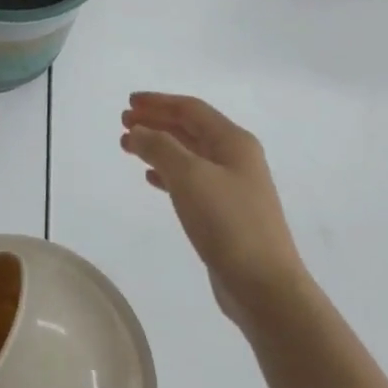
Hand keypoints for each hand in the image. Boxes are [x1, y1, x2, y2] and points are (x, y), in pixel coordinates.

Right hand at [120, 92, 303, 327]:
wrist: (264, 285)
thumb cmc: (228, 223)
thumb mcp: (189, 176)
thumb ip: (160, 147)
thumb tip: (138, 131)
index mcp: (233, 142)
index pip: (191, 109)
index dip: (158, 102)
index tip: (128, 102)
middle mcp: (235, 158)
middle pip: (190, 129)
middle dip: (156, 122)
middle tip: (123, 122)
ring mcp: (232, 187)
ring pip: (188, 155)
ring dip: (158, 146)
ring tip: (128, 146)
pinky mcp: (224, 213)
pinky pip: (190, 180)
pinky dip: (167, 173)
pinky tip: (150, 178)